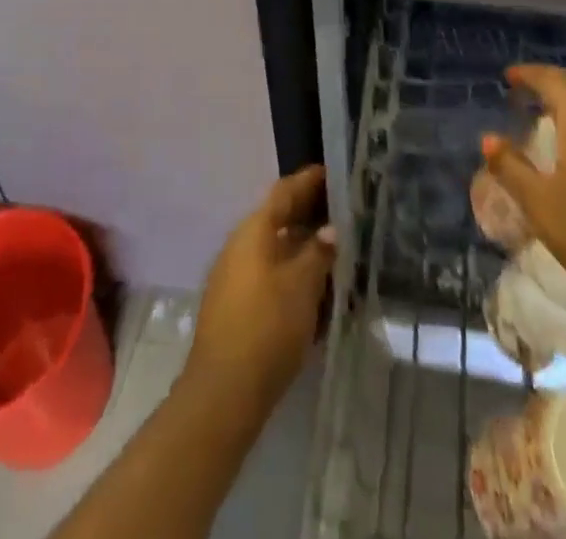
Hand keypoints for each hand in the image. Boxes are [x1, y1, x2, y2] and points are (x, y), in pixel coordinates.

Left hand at [183, 166, 335, 418]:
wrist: (223, 393)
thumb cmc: (267, 327)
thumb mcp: (303, 285)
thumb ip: (319, 252)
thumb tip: (330, 228)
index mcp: (254, 230)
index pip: (284, 192)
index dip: (309, 180)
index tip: (333, 172)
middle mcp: (240, 244)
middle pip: (278, 218)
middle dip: (308, 213)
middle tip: (342, 212)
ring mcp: (233, 275)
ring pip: (273, 248)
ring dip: (301, 246)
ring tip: (334, 251)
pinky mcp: (234, 305)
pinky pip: (268, 274)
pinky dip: (291, 272)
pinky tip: (313, 289)